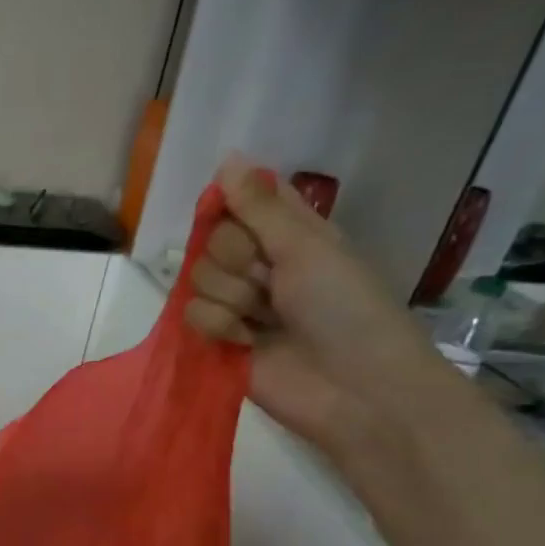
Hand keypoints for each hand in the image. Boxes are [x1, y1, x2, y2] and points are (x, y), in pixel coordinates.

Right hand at [184, 156, 450, 456]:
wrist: (353, 388)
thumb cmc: (346, 309)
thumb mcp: (307, 247)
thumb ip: (259, 207)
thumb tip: (227, 157)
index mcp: (290, 234)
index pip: (241, 201)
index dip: (235, 208)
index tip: (244, 221)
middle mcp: (260, 264)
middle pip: (212, 240)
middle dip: (238, 262)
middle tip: (271, 281)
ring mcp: (237, 303)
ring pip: (198, 279)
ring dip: (233, 300)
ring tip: (265, 321)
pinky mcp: (218, 339)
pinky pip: (191, 315)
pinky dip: (219, 328)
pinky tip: (247, 343)